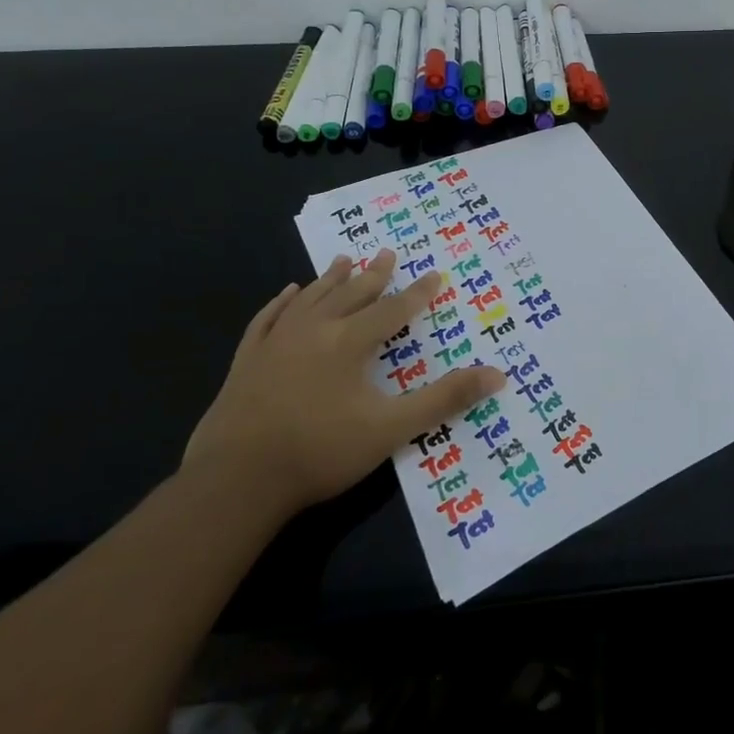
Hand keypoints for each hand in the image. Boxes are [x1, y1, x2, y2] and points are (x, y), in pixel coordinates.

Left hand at [185, 249, 504, 512]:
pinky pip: (267, 319)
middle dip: (374, 274)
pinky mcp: (246, 361)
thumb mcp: (391, 429)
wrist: (235, 482)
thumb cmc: (320, 452)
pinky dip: (281, 303)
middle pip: (351, 293)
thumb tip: (498, 375)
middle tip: (388, 252)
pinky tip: (287, 294)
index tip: (435, 274)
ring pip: (310, 299)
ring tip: (344, 260)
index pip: (393, 309)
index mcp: (349, 343)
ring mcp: (275, 343)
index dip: (417, 293)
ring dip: (330, 279)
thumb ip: (444, 399)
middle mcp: (314, 331)